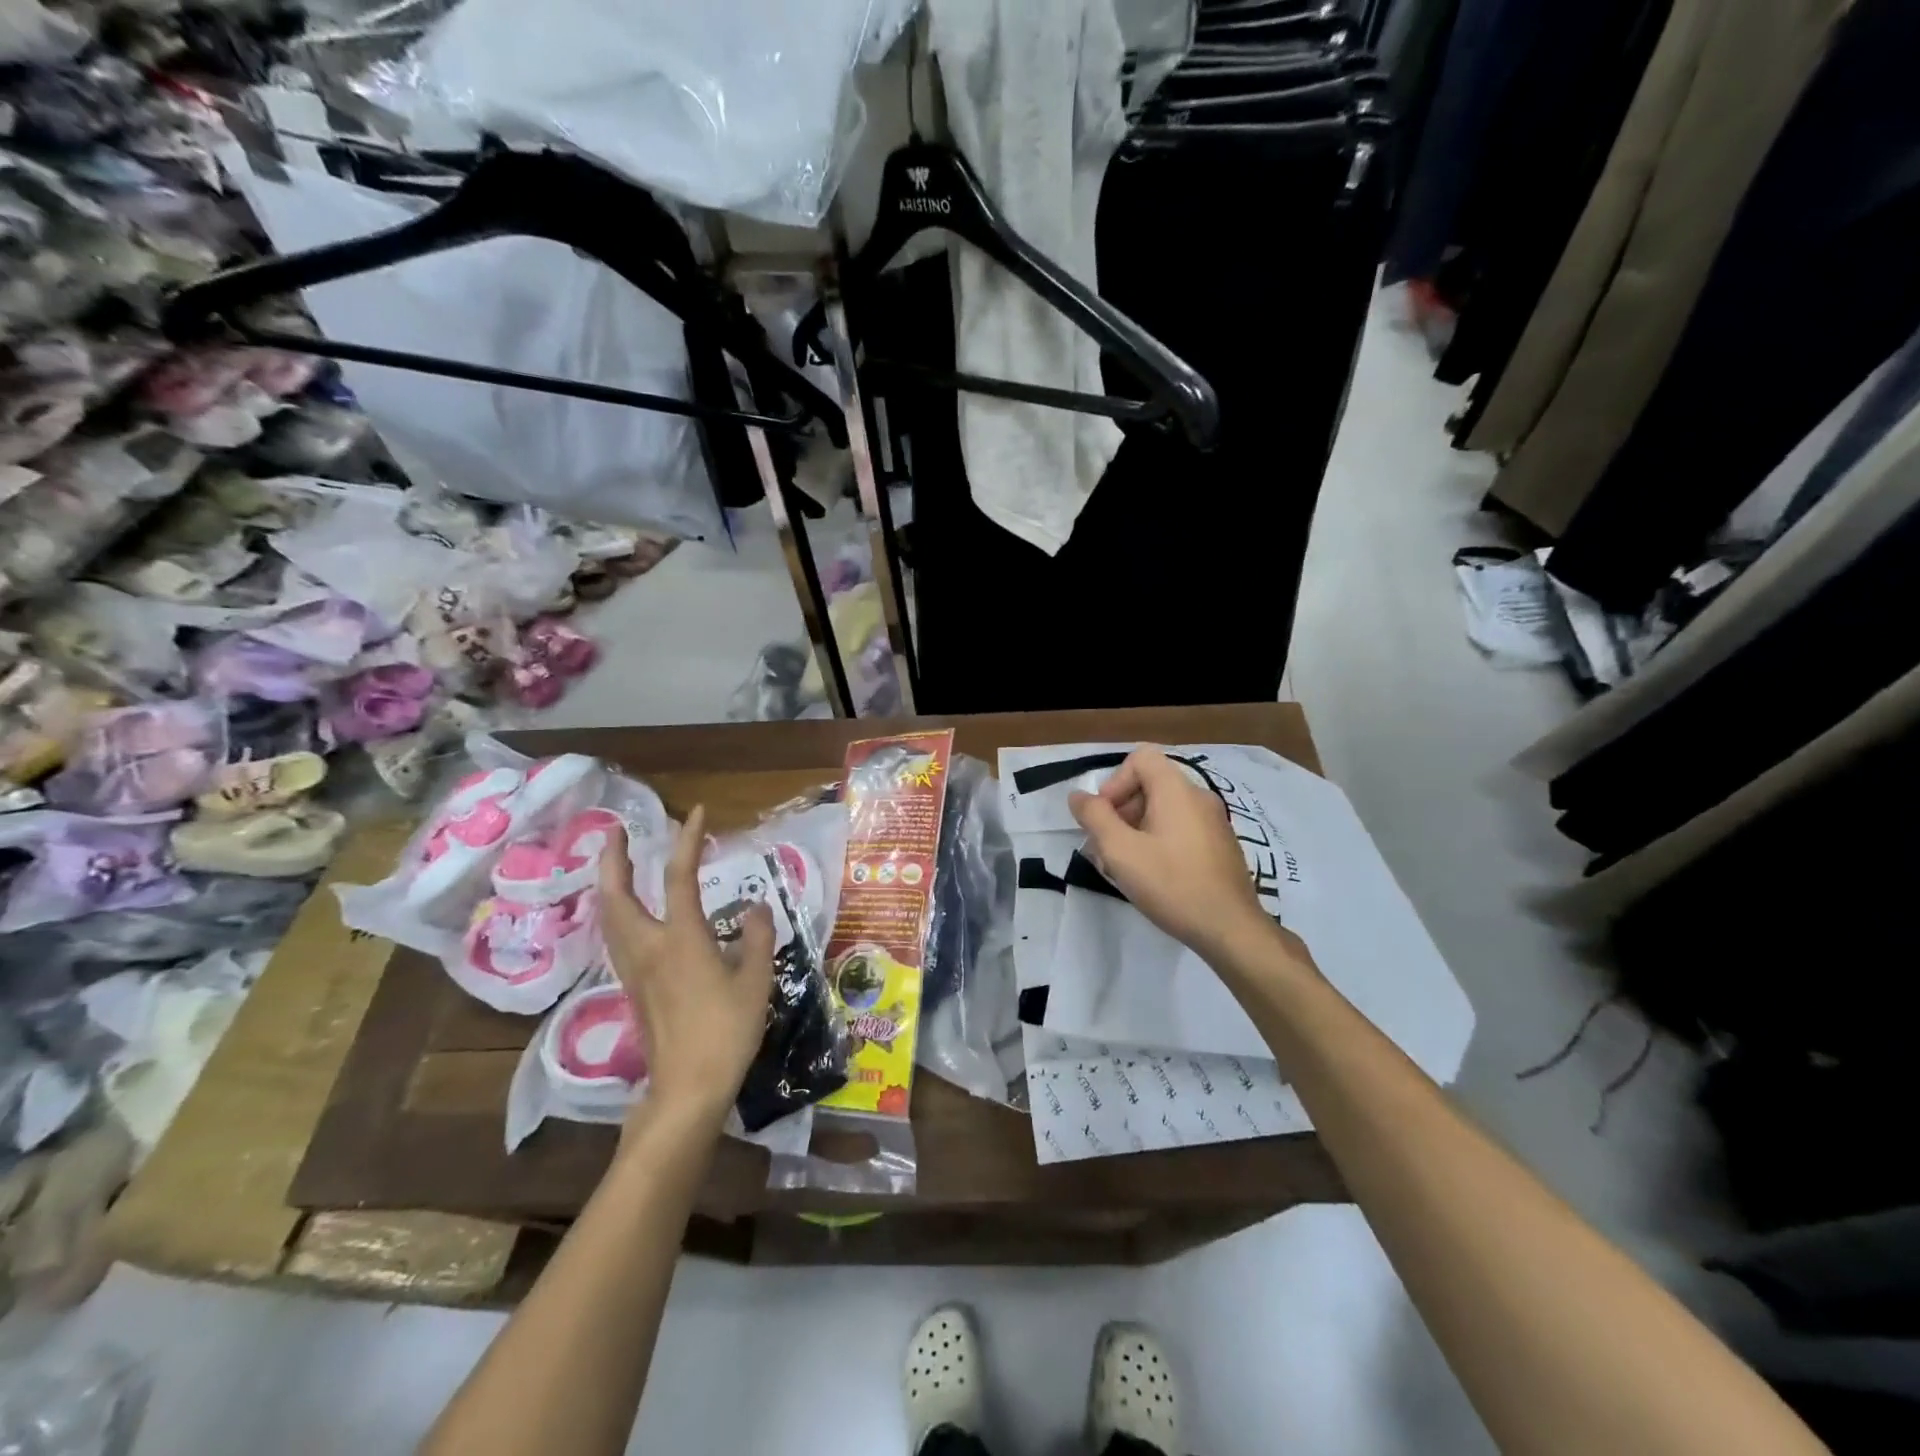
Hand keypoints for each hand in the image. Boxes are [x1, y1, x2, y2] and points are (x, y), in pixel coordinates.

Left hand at [598, 806, 773, 1129]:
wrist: (687, 1087)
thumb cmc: (726, 1030)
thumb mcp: (755, 980)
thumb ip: (755, 937)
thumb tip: (754, 907)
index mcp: (681, 938)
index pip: (679, 877)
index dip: (687, 840)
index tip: (696, 813)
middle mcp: (648, 947)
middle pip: (617, 894)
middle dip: (614, 858)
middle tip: (618, 832)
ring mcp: (634, 969)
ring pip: (608, 916)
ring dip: (609, 884)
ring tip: (616, 865)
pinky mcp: (632, 988)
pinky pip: (615, 937)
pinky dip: (616, 911)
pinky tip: (627, 914)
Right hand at [1069, 747, 1307, 968]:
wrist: (1231, 928)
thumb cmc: (1171, 884)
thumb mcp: (1120, 851)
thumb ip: (1094, 817)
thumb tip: (1078, 795)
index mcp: (1176, 790)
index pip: (1141, 757)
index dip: (1115, 781)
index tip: (1105, 817)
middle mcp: (1199, 797)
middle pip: (1151, 783)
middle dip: (1122, 809)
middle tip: (1108, 846)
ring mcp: (1214, 821)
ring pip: (1165, 809)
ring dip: (1137, 828)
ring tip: (1126, 865)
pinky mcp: (1221, 845)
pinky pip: (1182, 828)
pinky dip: (1160, 840)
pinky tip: (1154, 875)